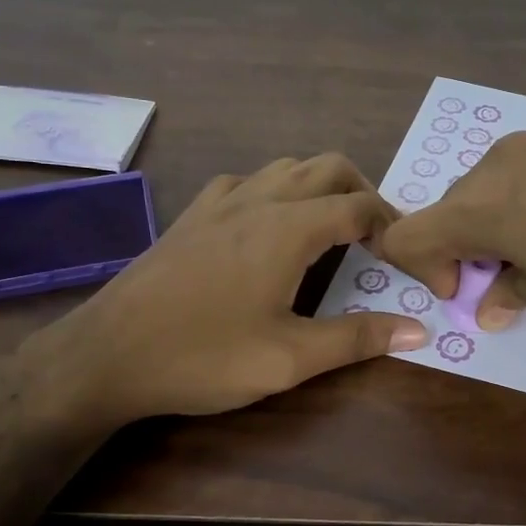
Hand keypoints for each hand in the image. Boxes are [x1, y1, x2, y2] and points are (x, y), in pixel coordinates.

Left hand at [19, 154, 427, 433]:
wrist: (106, 356)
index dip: (391, 224)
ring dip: (319, 187)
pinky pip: (246, 182)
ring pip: (285, 168)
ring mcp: (218, 203)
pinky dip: (274, 191)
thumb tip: (418, 330)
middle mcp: (257, 200)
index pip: (358, 205)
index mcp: (287, 229)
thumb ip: (357, 339)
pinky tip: (267, 227)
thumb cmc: (203, 357)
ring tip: (331, 229)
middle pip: (327, 167)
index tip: (403, 255)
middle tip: (376, 237)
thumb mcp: (289, 358)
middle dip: (363, 192)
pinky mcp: (191, 216)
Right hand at [376, 132, 525, 340]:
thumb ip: (516, 300)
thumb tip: (492, 302)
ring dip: (498, 229)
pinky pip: (525, 176)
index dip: (422, 271)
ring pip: (489, 191)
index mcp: (480, 208)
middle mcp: (498, 167)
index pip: (407, 235)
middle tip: (510, 285)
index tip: (467, 292)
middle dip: (464, 252)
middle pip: (449, 211)